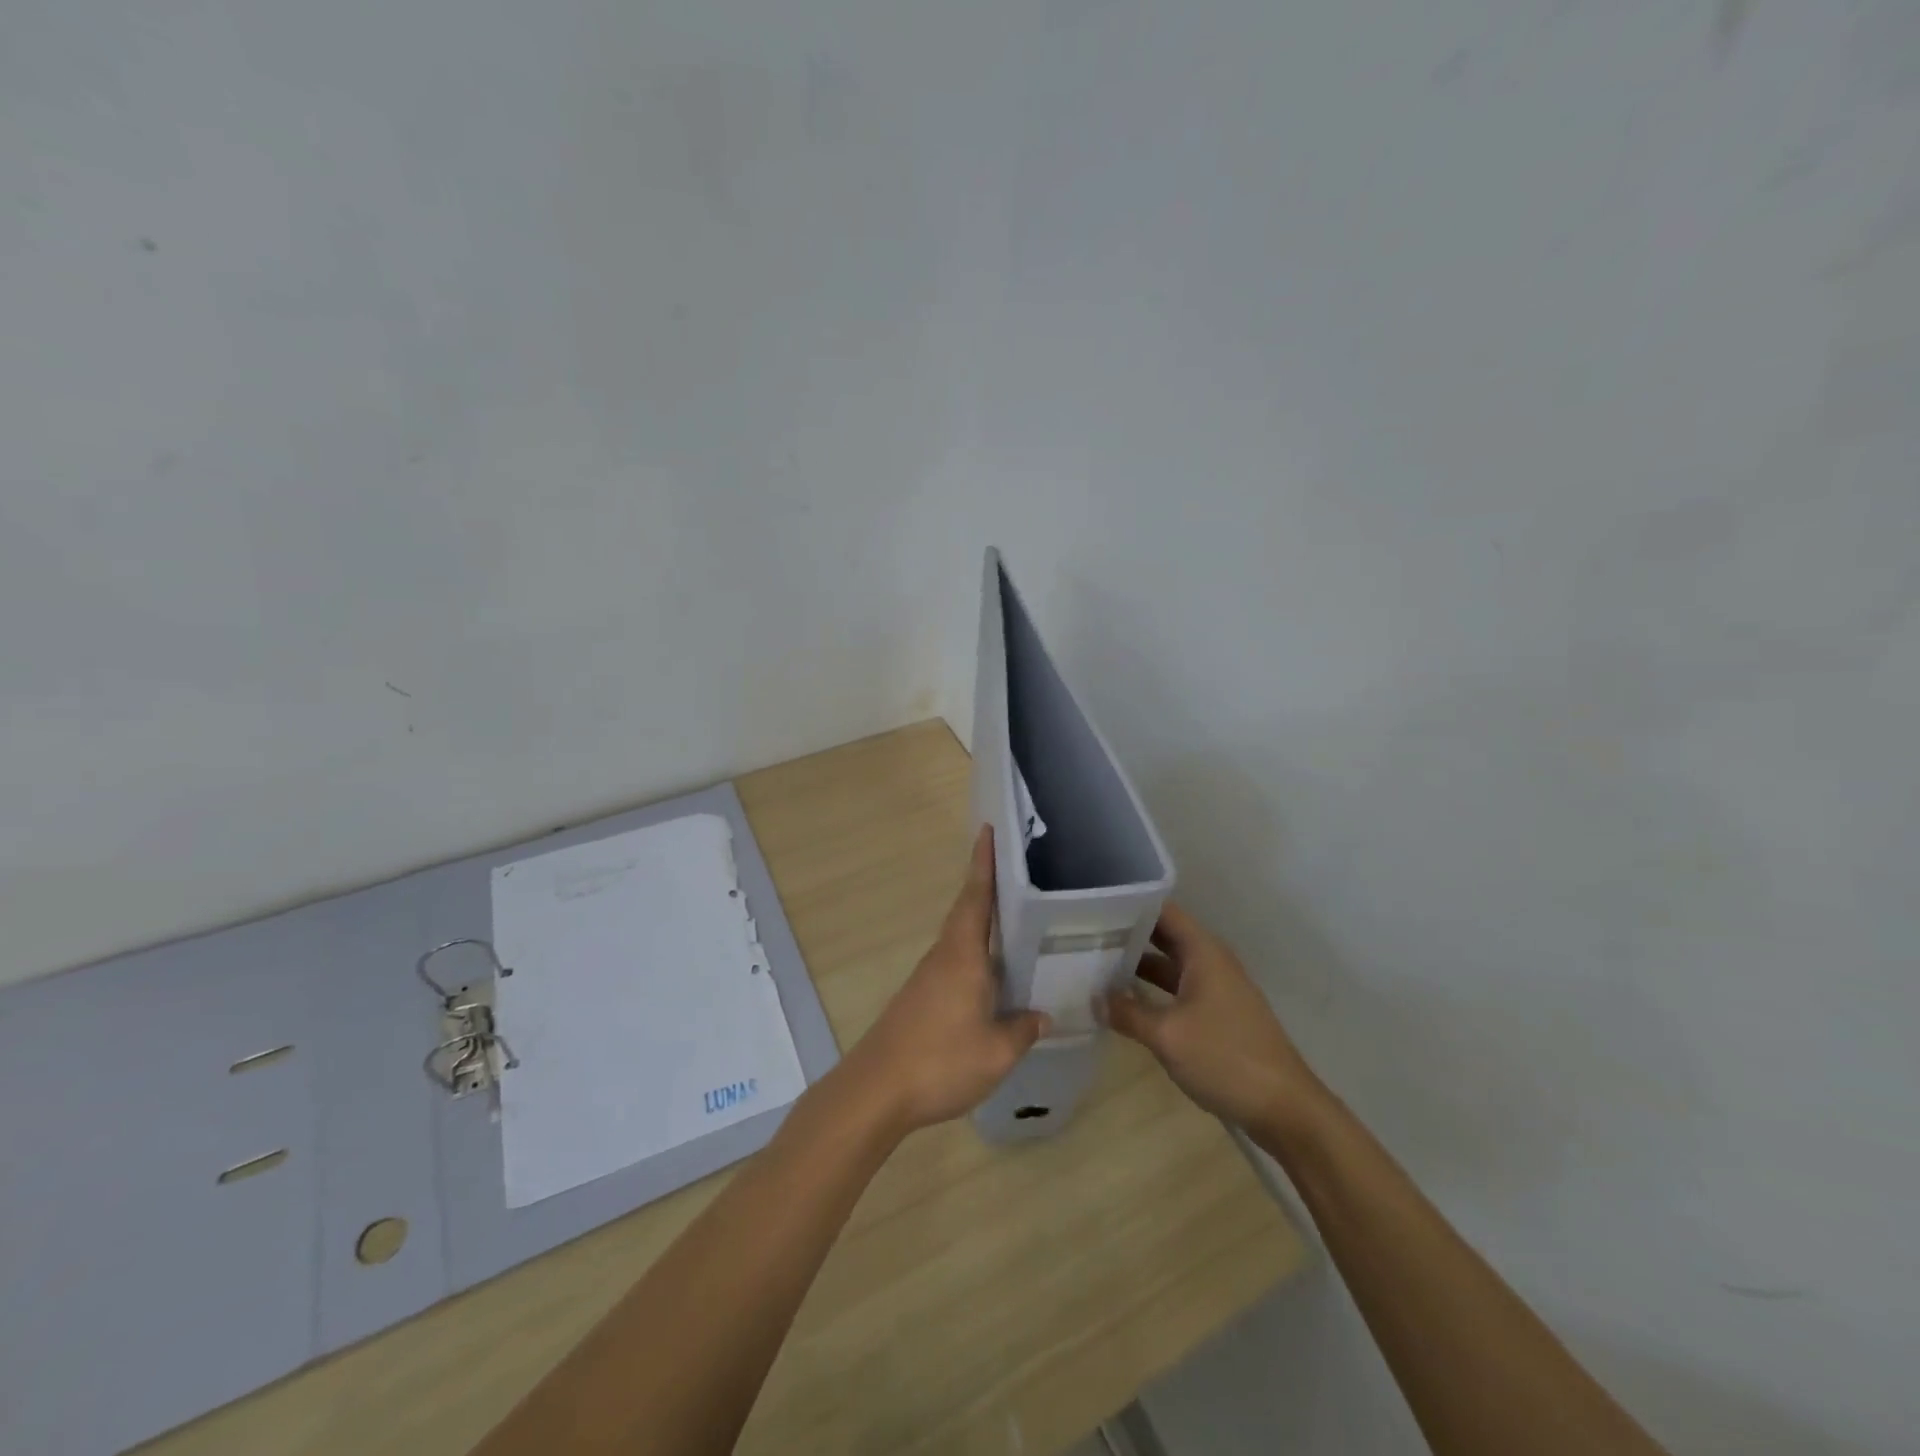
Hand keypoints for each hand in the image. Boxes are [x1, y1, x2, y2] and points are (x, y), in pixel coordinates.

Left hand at [837, 827, 1048, 1136]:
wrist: (877, 1089)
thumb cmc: (941, 1061)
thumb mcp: (997, 1052)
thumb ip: (1023, 1030)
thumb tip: (1042, 1015)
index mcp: (963, 956)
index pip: (975, 897)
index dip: (983, 864)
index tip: (987, 830)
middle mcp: (944, 956)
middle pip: (967, 912)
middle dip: (987, 887)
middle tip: (1017, 870)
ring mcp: (928, 977)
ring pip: (961, 939)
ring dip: (982, 923)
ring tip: (1015, 921)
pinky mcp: (920, 998)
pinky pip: (955, 963)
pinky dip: (975, 956)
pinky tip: (992, 976)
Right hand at [1106, 902, 1326, 1139]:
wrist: (1285, 1109)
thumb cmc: (1225, 1058)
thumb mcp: (1167, 1035)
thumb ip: (1127, 1013)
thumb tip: (1094, 998)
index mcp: (1203, 952)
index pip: (1163, 910)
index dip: (1131, 904)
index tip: (1095, 906)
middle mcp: (1211, 961)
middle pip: (1164, 935)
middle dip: (1128, 934)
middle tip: (1086, 934)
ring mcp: (1217, 989)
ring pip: (1170, 965)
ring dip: (1138, 965)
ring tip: (1096, 964)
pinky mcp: (1219, 1015)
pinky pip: (1179, 989)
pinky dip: (1153, 990)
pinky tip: (1126, 1002)